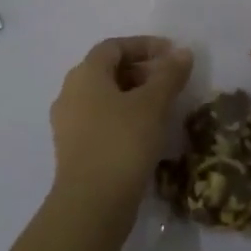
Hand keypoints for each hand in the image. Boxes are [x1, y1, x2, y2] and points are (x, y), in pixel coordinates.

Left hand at [49, 37, 193, 222]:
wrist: (91, 205)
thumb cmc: (122, 143)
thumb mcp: (153, 104)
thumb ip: (169, 75)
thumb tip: (182, 52)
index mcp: (85, 74)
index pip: (114, 46)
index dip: (145, 45)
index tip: (172, 55)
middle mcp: (70, 93)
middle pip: (107, 70)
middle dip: (141, 71)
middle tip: (171, 82)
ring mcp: (68, 123)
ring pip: (104, 97)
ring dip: (134, 96)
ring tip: (163, 108)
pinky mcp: (74, 149)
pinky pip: (101, 121)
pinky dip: (124, 118)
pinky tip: (146, 133)